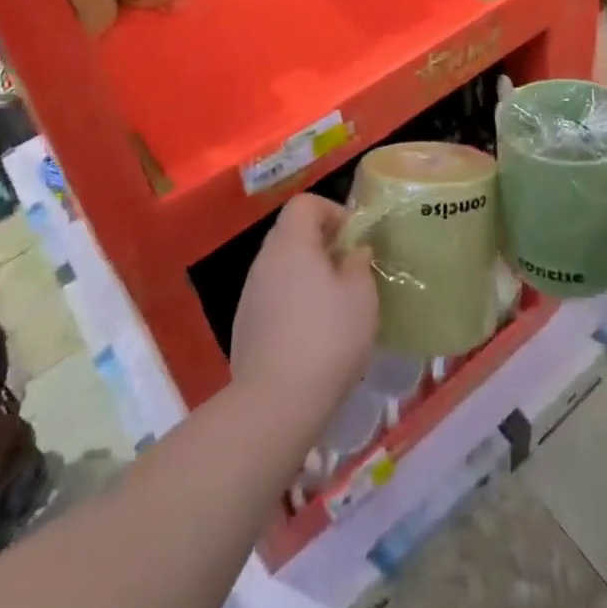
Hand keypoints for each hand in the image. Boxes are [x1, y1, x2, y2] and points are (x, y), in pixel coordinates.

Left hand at [230, 195, 378, 418]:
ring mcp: (250, 294)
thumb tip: (353, 252)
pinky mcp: (245, 326)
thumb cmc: (326, 338)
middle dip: (323, 244)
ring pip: (282, 266)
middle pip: (292, 232)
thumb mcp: (361, 295)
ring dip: (308, 274)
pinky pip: (274, 296)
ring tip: (335, 304)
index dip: (332, 211)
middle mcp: (264, 260)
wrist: (274, 404)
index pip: (305, 203)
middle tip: (350, 270)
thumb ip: (359, 264)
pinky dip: (293, 301)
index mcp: (291, 243)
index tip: (354, 239)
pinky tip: (312, 334)